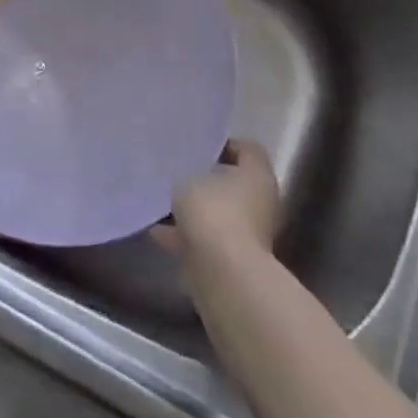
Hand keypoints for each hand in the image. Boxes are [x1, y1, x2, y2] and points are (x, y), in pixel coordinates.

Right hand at [155, 139, 279, 267]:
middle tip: (177, 170)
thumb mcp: (189, 177)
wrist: (223, 274)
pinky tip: (156, 230)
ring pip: (218, 212)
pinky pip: (206, 239)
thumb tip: (187, 177)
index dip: (221, 143)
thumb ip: (188, 171)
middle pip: (232, 182)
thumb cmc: (212, 211)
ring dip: (195, 210)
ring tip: (161, 200)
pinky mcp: (233, 259)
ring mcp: (248, 233)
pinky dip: (186, 235)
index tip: (194, 144)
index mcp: (258, 175)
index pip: (246, 148)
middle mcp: (260, 202)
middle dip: (205, 178)